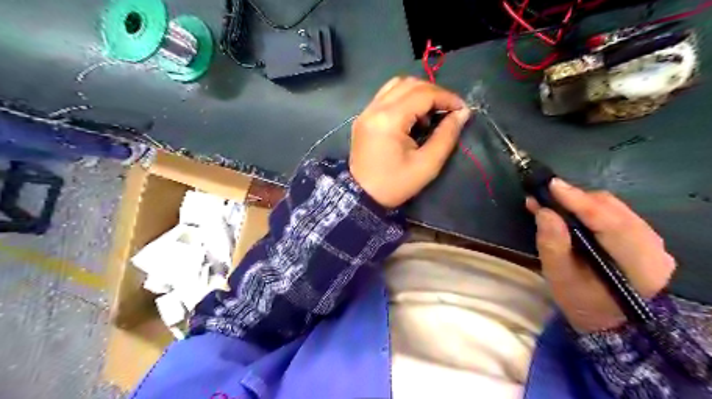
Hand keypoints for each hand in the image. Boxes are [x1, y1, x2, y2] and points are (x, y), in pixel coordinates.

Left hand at [348, 78, 471, 207]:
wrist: (362, 196)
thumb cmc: (395, 184)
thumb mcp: (427, 165)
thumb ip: (446, 136)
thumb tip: (462, 113)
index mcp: (389, 120)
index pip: (423, 94)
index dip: (447, 98)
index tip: (462, 110)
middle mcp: (375, 108)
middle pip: (410, 84)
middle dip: (435, 93)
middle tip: (448, 111)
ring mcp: (366, 111)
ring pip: (397, 85)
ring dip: (418, 93)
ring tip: (430, 113)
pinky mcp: (363, 117)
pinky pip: (386, 95)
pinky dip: (404, 98)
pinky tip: (412, 117)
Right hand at [524, 179, 674, 330]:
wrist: (610, 322)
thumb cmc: (583, 303)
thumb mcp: (560, 278)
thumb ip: (553, 244)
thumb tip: (544, 211)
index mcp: (637, 262)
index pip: (609, 221)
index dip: (578, 201)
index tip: (551, 185)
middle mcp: (652, 245)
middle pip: (611, 208)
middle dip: (575, 198)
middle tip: (543, 196)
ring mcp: (650, 240)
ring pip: (613, 207)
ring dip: (579, 202)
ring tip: (550, 202)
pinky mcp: (641, 236)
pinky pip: (613, 212)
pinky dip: (587, 208)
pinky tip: (568, 209)